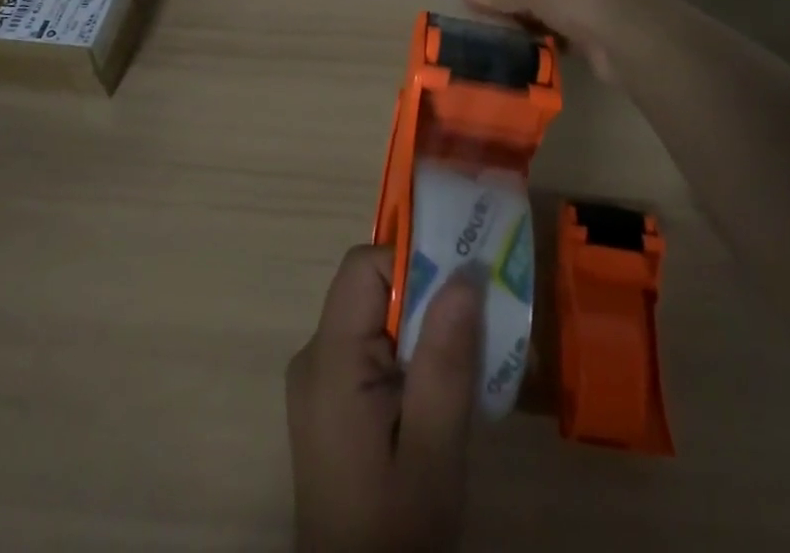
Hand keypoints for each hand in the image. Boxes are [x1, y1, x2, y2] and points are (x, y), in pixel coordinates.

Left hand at [286, 245, 481, 552]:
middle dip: (425, 297)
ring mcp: (319, 381)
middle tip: (475, 325)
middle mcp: (314, 357)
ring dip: (422, 328)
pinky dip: (408, 354)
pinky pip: (371, 349)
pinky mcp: (330, 402)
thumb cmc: (396, 534)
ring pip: (375, 318)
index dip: (412, 265)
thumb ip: (445, 362)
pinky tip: (438, 391)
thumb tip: (464, 275)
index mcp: (329, 361)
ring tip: (465, 360)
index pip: (363, 268)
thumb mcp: (433, 452)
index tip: (460, 293)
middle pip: (370, 290)